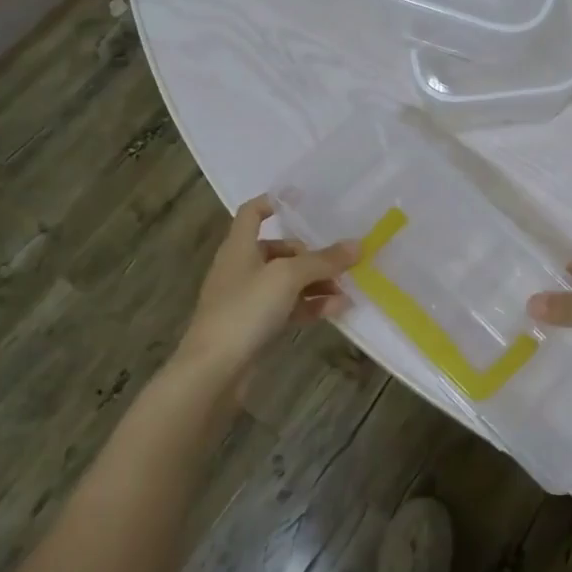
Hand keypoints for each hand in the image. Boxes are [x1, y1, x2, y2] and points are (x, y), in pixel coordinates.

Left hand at [177, 196, 356, 381]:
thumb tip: (358, 245)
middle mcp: (241, 268)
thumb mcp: (287, 277)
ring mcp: (247, 299)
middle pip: (280, 249)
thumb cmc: (245, 310)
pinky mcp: (255, 326)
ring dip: (317, 283)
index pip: (252, 212)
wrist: (213, 371)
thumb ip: (323, 260)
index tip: (304, 200)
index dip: (275, 202)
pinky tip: (337, 310)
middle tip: (341, 261)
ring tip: (347, 290)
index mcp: (239, 246)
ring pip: (288, 281)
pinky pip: (289, 307)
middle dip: (312, 255)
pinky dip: (311, 305)